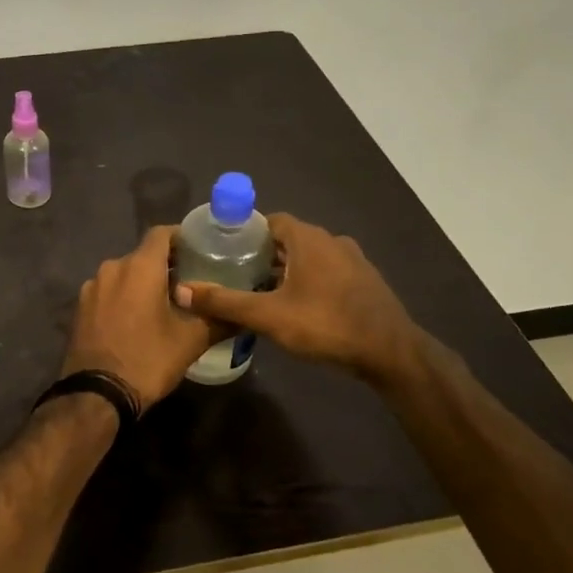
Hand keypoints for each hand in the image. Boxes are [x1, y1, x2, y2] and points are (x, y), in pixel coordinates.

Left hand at [61, 226, 218, 412]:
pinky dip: (125, 297)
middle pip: (143, 255)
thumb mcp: (192, 341)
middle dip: (166, 265)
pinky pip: (109, 292)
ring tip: (166, 303)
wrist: (97, 395)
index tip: (201, 250)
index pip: (162, 233)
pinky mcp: (80, 308)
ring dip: (143, 283)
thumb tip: (242, 314)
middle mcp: (112, 267)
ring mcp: (91, 287)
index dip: (182, 237)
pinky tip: (138, 319)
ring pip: (125, 274)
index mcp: (139, 267)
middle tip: (191, 282)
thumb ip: (219, 319)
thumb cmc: (148, 360)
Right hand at [173, 213, 420, 383]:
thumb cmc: (327, 325)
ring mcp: (352, 260)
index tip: (222, 249)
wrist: (390, 352)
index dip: (244, 232)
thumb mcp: (269, 316)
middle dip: (261, 253)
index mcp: (308, 238)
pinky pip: (326, 272)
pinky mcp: (363, 281)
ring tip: (258, 291)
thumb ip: (225, 302)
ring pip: (308, 257)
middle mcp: (331, 240)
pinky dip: (306, 281)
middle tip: (233, 273)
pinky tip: (295, 306)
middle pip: (287, 238)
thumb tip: (182, 291)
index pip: (269, 220)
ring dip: (284, 269)